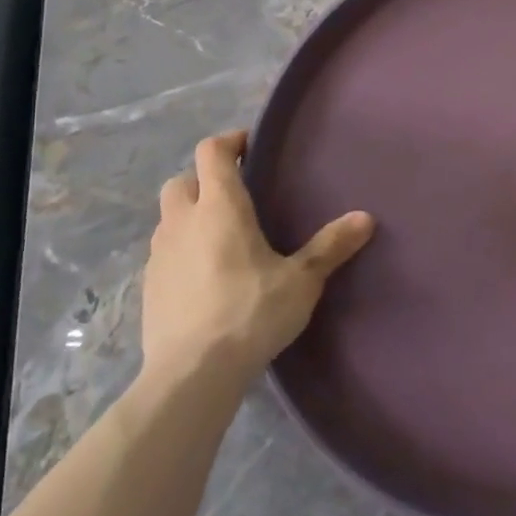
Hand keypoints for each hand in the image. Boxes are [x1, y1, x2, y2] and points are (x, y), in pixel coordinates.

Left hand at [141, 131, 373, 387]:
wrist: (191, 374)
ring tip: (222, 235)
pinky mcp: (149, 286)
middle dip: (205, 178)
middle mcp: (183, 221)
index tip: (251, 146)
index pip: (212, 152)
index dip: (230, 141)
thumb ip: (331, 246)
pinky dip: (182, 249)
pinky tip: (205, 275)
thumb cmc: (250, 313)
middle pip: (183, 180)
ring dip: (191, 214)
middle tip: (236, 194)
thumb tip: (366, 217)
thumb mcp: (301, 281)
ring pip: (169, 216)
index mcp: (220, 208)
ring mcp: (159, 254)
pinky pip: (164, 251)